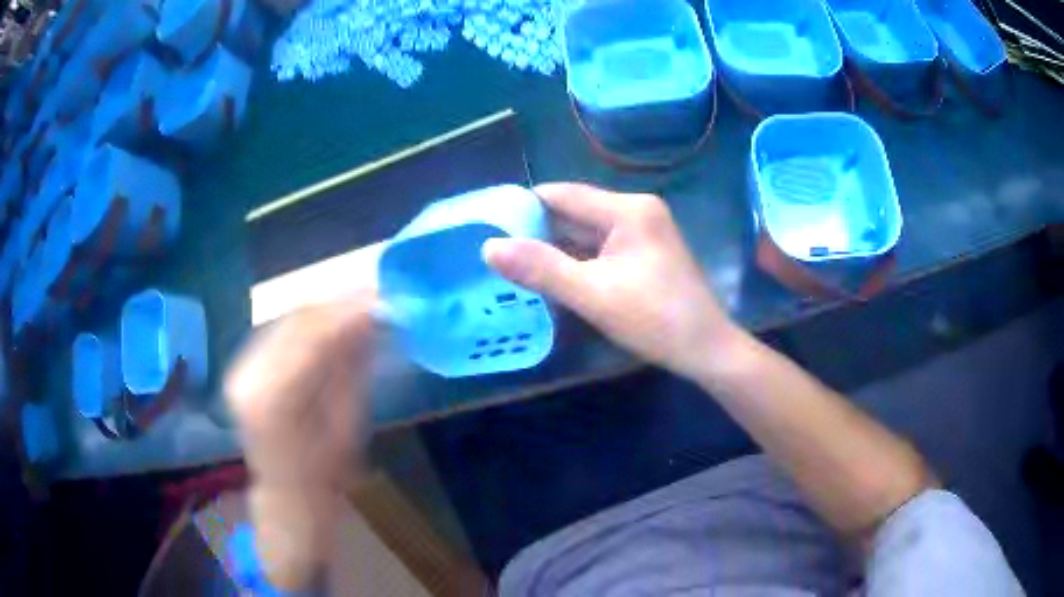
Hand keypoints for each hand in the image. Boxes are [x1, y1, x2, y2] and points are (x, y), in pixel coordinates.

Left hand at [224, 292, 376, 590]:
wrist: (286, 492)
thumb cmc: (325, 472)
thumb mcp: (348, 423)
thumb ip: (354, 367)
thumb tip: (372, 318)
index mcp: (275, 400)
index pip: (311, 338)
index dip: (347, 312)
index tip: (381, 298)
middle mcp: (248, 376)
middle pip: (295, 321)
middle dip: (336, 304)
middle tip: (373, 296)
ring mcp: (240, 368)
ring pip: (285, 319)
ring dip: (322, 310)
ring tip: (357, 305)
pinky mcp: (242, 365)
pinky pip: (277, 329)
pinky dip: (306, 322)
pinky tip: (329, 321)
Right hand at [483, 183, 737, 380]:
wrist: (707, 350)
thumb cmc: (656, 320)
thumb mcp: (593, 295)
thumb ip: (541, 269)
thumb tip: (489, 247)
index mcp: (627, 209)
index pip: (562, 195)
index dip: (524, 207)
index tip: (489, 225)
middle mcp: (636, 210)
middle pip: (575, 211)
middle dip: (537, 230)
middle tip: (496, 249)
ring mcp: (644, 231)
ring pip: (586, 232)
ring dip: (555, 247)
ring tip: (514, 262)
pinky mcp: (646, 253)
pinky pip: (601, 248)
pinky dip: (577, 259)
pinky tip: (552, 275)